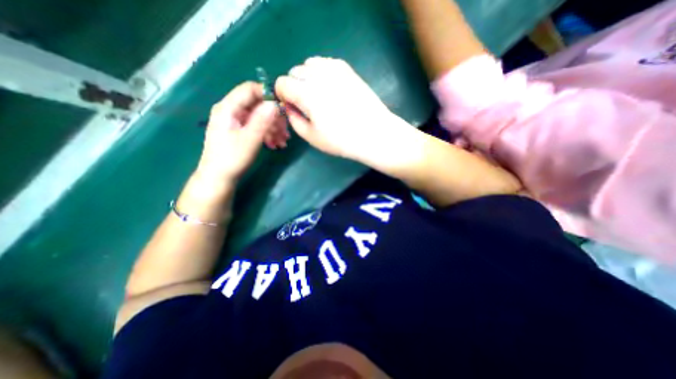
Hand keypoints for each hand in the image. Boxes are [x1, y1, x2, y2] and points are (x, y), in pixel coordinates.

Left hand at [198, 82, 287, 181]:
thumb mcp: (250, 138)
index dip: (268, 95)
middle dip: (274, 117)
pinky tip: (276, 144)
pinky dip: (267, 133)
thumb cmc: (232, 158)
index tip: (284, 108)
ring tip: (283, 142)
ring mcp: (235, 121)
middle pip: (257, 105)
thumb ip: (262, 119)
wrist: (219, 178)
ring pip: (259, 117)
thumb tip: (276, 103)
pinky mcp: (239, 131)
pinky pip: (256, 126)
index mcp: (228, 107)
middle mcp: (231, 110)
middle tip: (286, 132)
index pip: (250, 89)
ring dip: (273, 128)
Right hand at [272, 56, 394, 159]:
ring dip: (307, 77)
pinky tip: (330, 88)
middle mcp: (318, 75)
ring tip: (318, 94)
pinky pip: (325, 63)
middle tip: (305, 103)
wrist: (373, 133)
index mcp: (306, 93)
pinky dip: (321, 72)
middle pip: (294, 71)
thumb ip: (294, 119)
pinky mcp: (347, 69)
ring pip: (309, 64)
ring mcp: (334, 69)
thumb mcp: (312, 137)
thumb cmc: (342, 140)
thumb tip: (288, 106)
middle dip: (294, 85)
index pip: (282, 83)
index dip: (282, 95)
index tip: (290, 105)